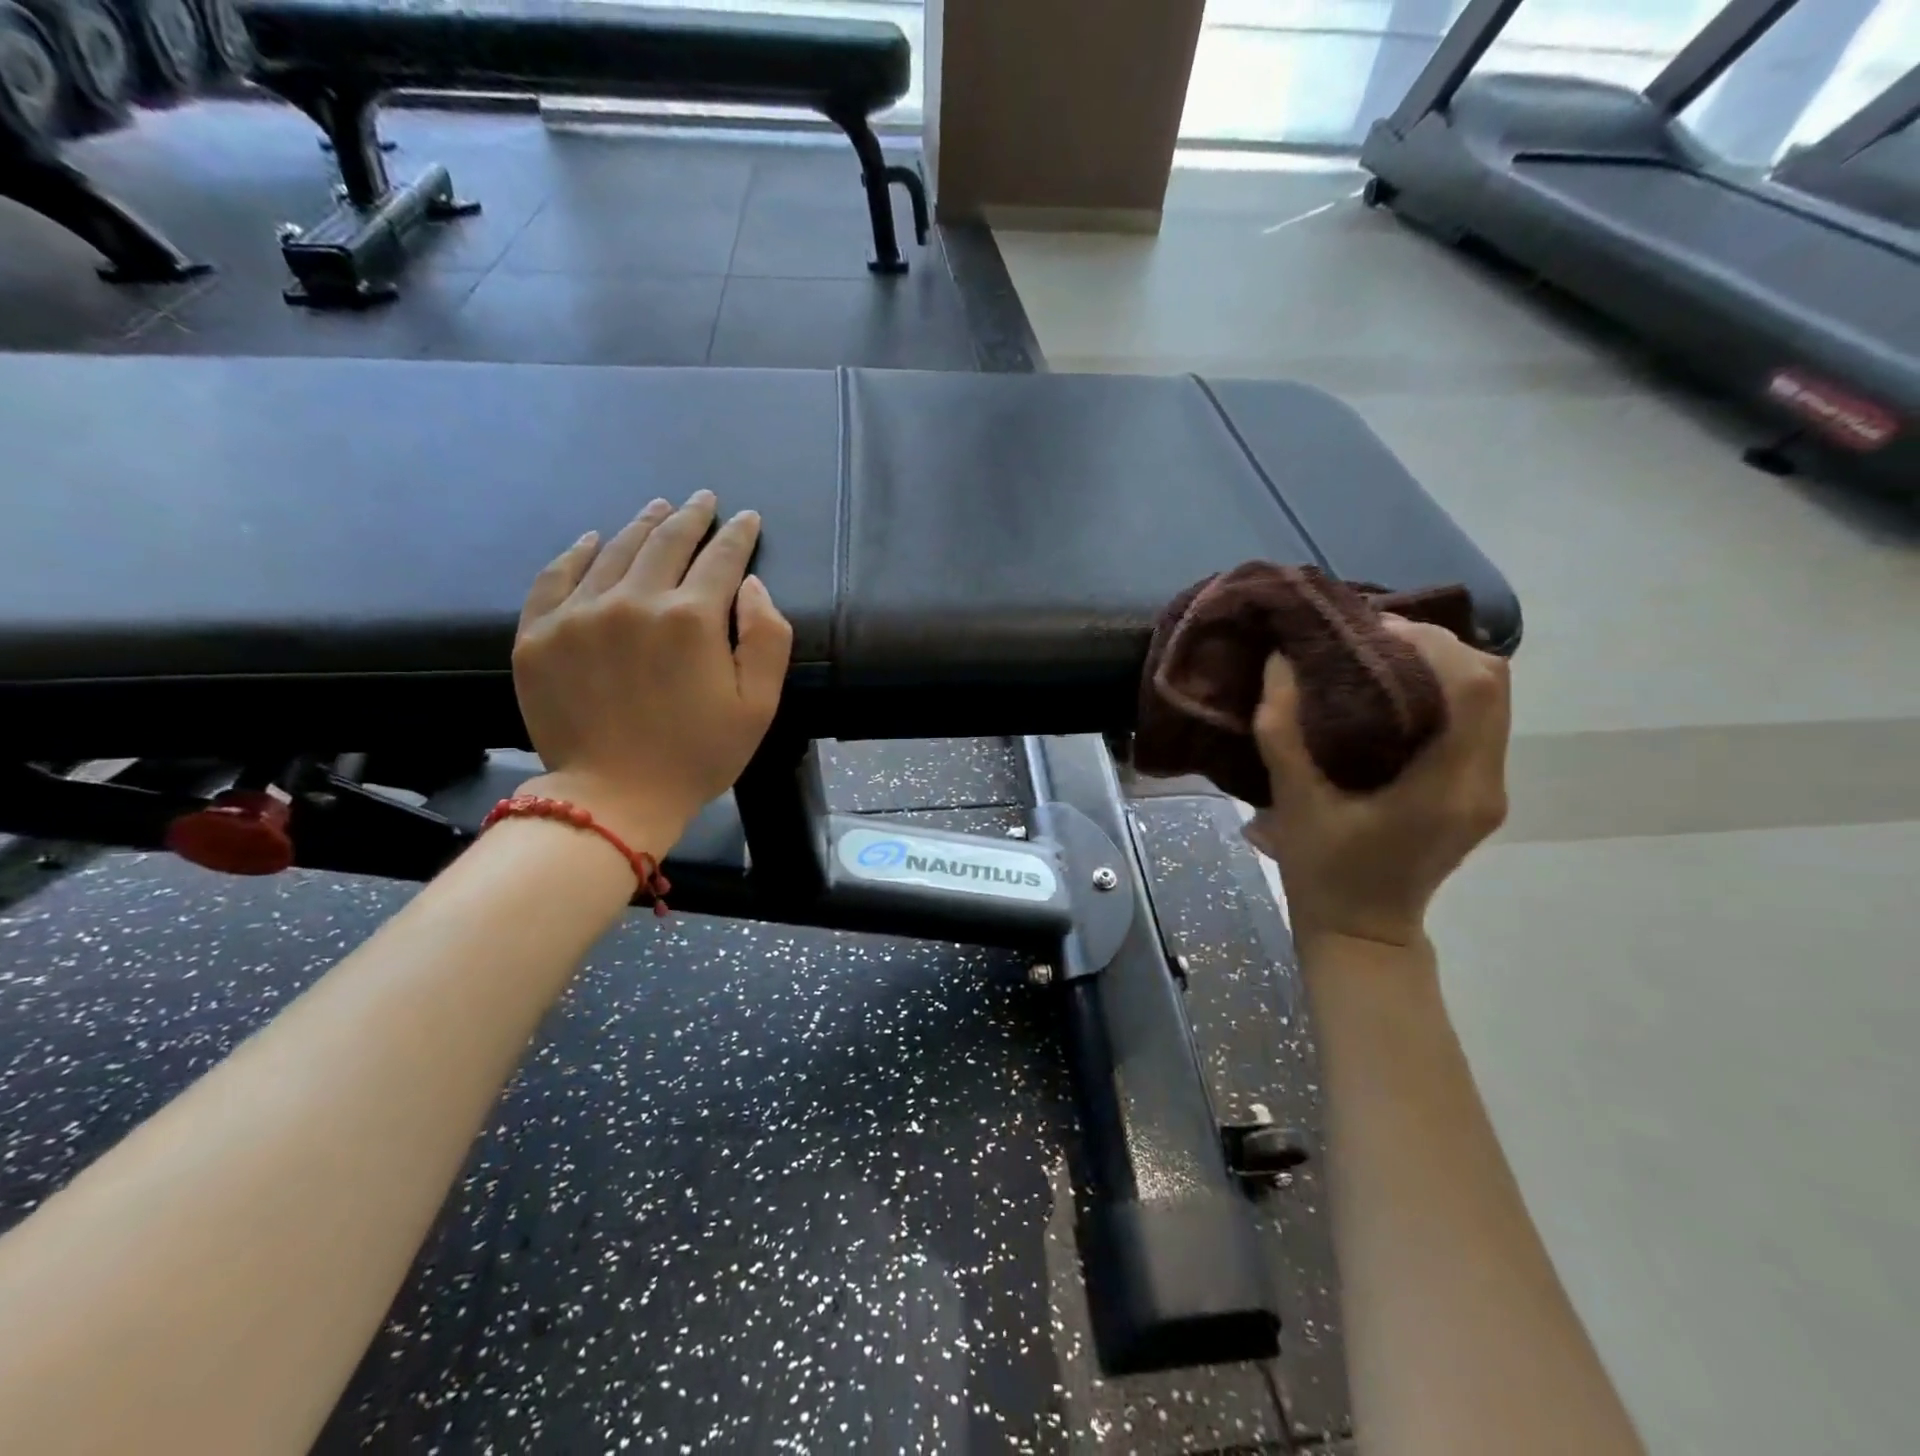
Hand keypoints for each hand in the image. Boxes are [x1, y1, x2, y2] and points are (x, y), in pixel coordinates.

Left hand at [511, 491, 792, 849]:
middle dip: (692, 517)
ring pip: (614, 550)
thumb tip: (751, 584)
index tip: (747, 518)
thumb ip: (768, 637)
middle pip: (667, 542)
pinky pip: (555, 576)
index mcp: (691, 618)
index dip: (737, 534)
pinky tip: (591, 540)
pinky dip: (576, 553)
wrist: (614, 798)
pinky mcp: (539, 634)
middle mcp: (634, 601)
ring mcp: (579, 614)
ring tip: (659, 509)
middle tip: (703, 500)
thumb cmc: (699, 755)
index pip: (721, 558)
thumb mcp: (759, 704)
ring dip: (642, 525)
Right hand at [1244, 617, 1510, 949]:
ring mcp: (1488, 788)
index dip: (1430, 643)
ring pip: (1491, 699)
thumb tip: (1279, 661)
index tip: (1369, 629)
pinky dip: (1442, 692)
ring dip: (1441, 666)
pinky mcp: (1478, 792)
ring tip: (1376, 656)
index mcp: (1448, 787)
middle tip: (1369, 638)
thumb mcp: (1292, 802)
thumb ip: (1282, 730)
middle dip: (1436, 646)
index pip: (1474, 688)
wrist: (1362, 933)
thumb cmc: (1324, 873)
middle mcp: (1484, 782)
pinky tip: (1391, 692)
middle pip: (1494, 683)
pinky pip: (1476, 721)